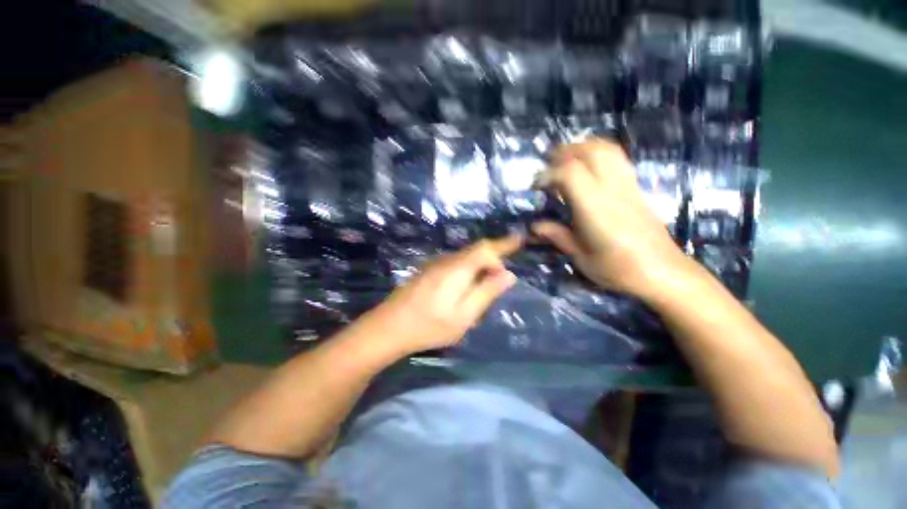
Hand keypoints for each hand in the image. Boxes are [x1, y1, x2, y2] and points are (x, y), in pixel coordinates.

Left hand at [365, 235, 522, 354]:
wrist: (389, 326)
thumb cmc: (430, 325)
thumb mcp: (465, 315)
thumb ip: (487, 292)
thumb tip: (508, 274)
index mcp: (458, 268)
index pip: (486, 248)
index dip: (504, 243)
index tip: (519, 238)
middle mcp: (447, 260)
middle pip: (476, 252)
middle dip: (492, 263)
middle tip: (498, 285)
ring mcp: (435, 264)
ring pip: (465, 259)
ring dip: (478, 270)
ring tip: (480, 293)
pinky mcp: (428, 270)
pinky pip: (454, 265)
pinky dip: (466, 273)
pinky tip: (461, 292)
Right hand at [533, 139, 694, 300]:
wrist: (663, 272)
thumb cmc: (618, 269)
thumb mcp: (580, 257)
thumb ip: (557, 236)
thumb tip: (534, 226)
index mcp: (595, 208)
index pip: (570, 173)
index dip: (549, 174)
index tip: (537, 187)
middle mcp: (612, 190)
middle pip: (591, 151)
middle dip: (565, 153)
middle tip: (548, 166)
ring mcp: (628, 185)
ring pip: (607, 149)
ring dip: (583, 148)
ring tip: (566, 162)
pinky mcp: (637, 187)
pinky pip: (617, 158)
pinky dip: (598, 154)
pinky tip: (588, 169)